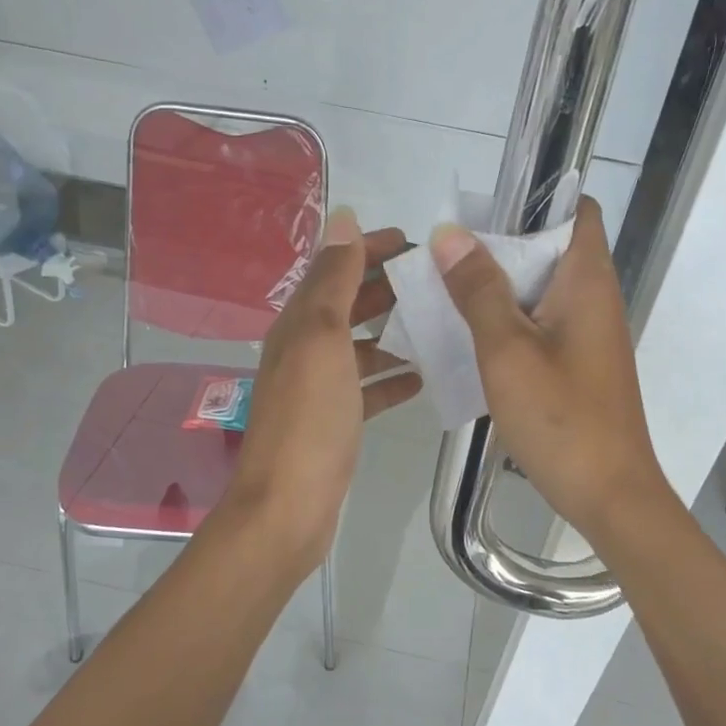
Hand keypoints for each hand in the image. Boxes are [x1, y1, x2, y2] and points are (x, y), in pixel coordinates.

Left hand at [226, 210, 420, 569]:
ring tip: (436, 325)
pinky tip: (421, 378)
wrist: (289, 505)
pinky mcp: (335, 422)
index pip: (334, 268)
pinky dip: (390, 379)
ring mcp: (319, 388)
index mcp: (299, 323)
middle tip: (434, 282)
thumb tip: (344, 220)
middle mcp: (305, 349)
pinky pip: (366, 389)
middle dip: (385, 287)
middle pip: (347, 305)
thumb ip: (335, 280)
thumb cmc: (310, 418)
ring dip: (392, 332)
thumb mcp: (323, 338)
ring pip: (359, 347)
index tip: (413, 242)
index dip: (367, 249)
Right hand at [431, 197, 670, 542]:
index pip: (577, 210)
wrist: (609, 494)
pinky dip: (509, 322)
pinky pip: (540, 325)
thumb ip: (479, 290)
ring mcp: (588, 335)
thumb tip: (449, 234)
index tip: (481, 212)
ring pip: (541, 290)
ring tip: (447, 292)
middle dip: (500, 245)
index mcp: (588, 281)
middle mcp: (594, 299)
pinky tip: (471, 339)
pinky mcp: (578, 365)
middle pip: (551, 248)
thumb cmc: (561, 418)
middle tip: (446, 256)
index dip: (535, 200)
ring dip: (499, 287)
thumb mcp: (507, 350)